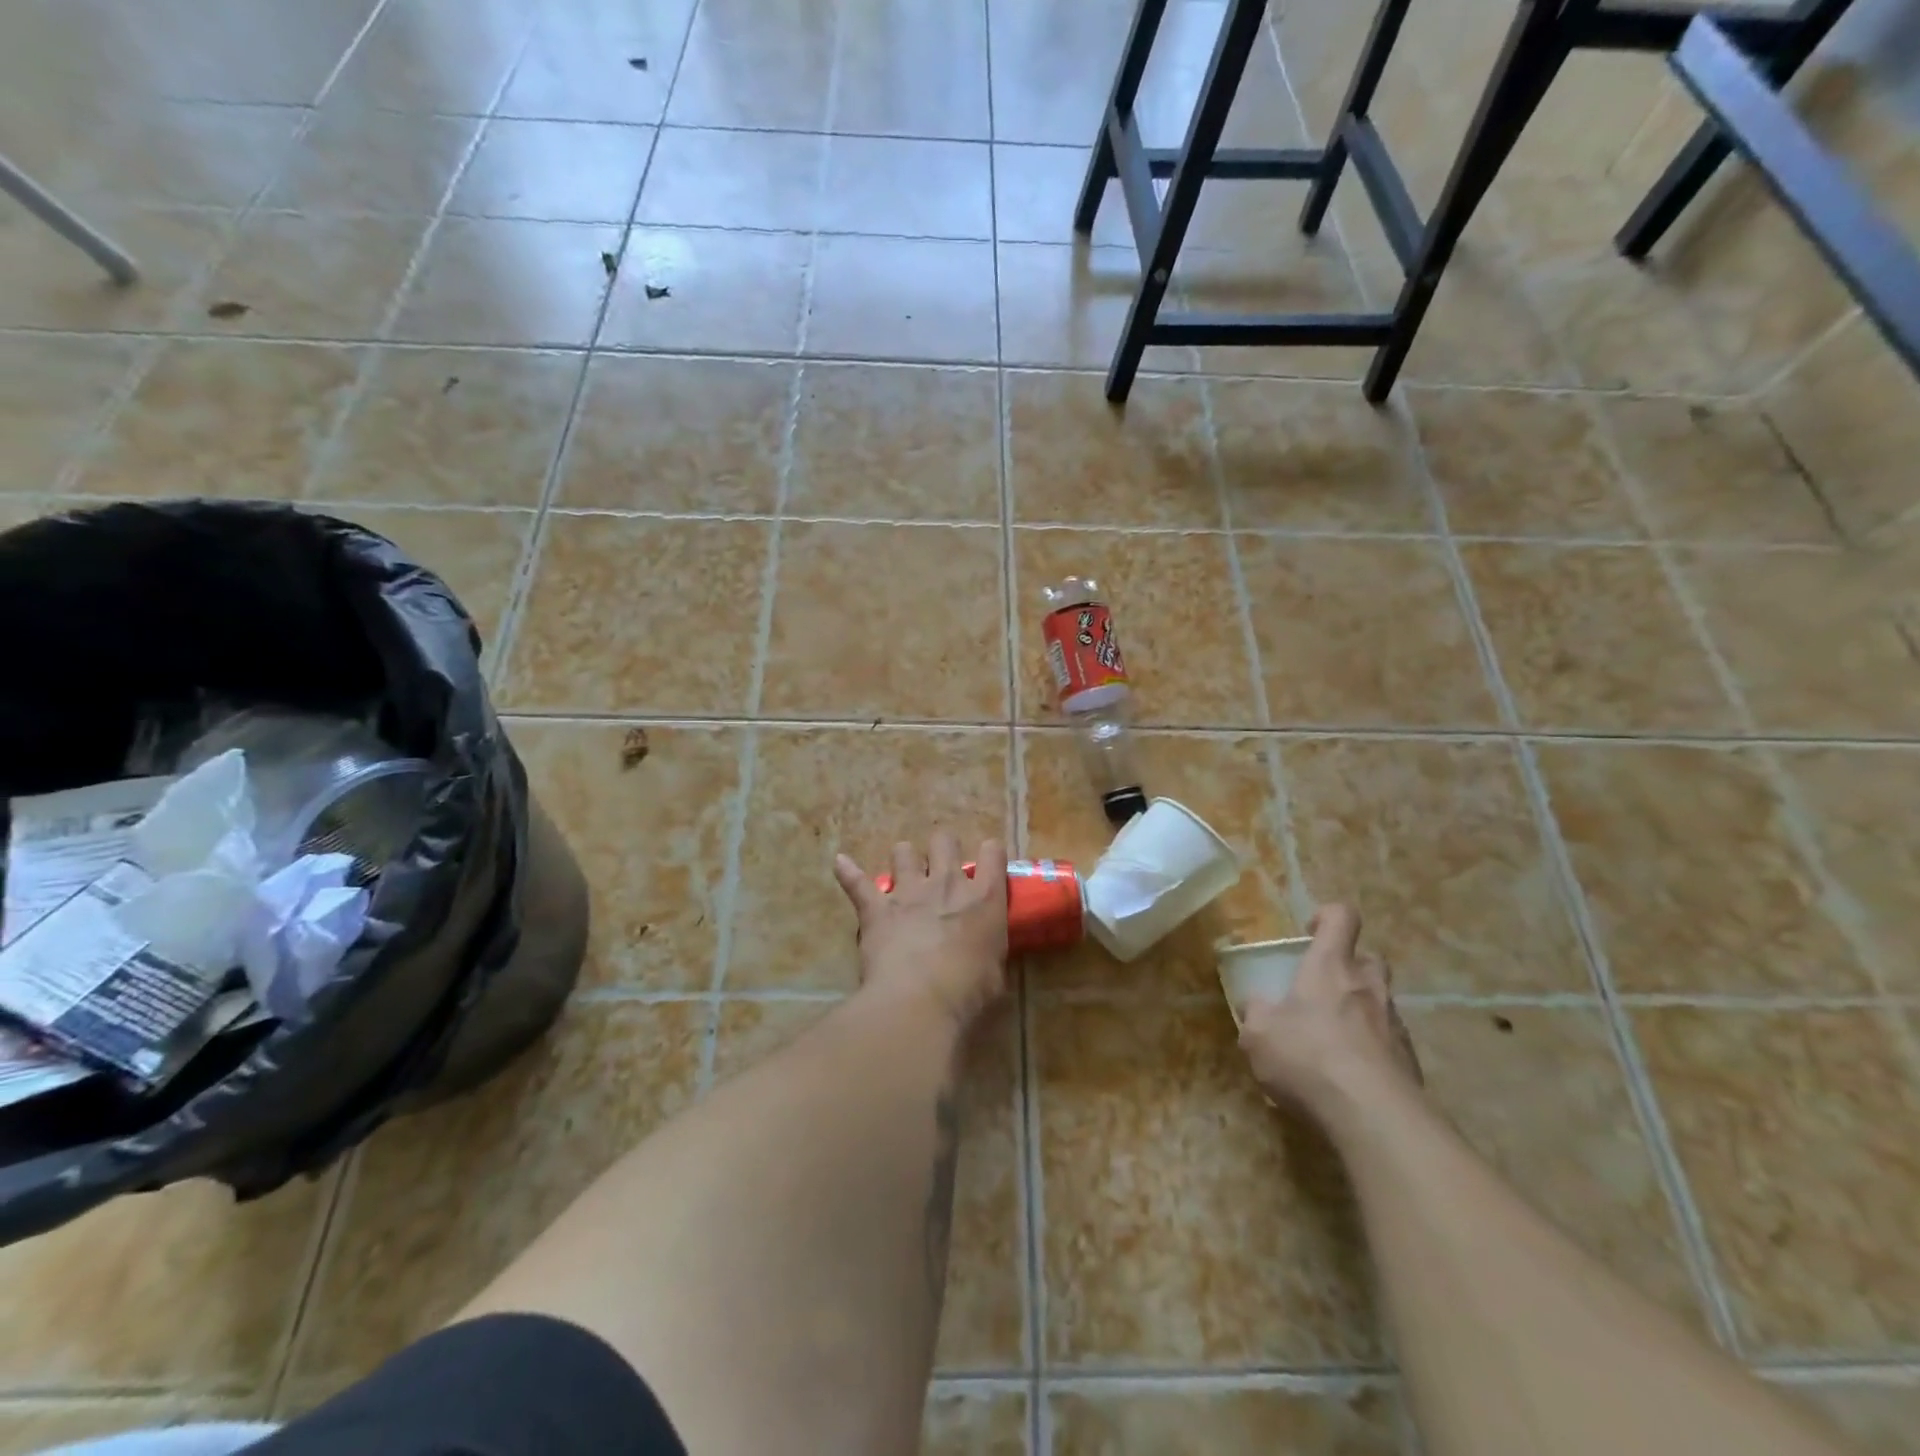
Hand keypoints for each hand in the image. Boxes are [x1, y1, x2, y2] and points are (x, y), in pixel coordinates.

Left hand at [834, 834, 1009, 1029]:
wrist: (921, 1001)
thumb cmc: (968, 992)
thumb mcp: (995, 971)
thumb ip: (990, 949)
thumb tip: (985, 952)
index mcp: (984, 898)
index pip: (992, 853)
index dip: (990, 853)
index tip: (987, 861)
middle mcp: (947, 883)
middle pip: (944, 840)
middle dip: (943, 847)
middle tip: (941, 867)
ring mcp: (909, 891)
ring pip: (903, 851)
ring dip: (904, 859)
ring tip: (902, 873)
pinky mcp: (876, 907)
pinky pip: (856, 882)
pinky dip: (848, 872)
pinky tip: (840, 863)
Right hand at [1239, 904, 1420, 1121]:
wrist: (1375, 1118)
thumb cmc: (1308, 1058)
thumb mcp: (1258, 1035)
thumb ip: (1256, 1014)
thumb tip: (1256, 1005)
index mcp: (1330, 968)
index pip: (1342, 918)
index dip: (1328, 916)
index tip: (1309, 932)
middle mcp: (1368, 987)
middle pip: (1370, 959)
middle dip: (1350, 966)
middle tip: (1323, 988)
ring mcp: (1395, 1025)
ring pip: (1380, 1002)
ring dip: (1360, 1012)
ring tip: (1332, 1041)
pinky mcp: (1411, 1063)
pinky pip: (1389, 1043)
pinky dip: (1372, 1050)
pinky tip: (1350, 1077)